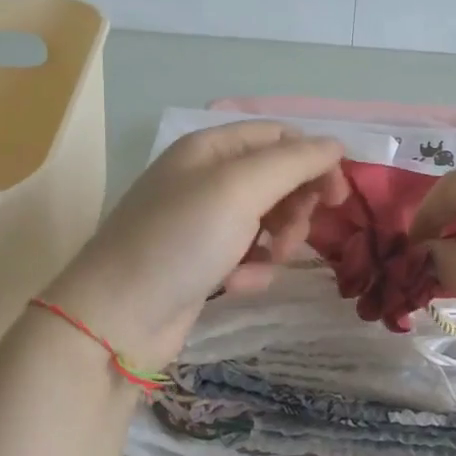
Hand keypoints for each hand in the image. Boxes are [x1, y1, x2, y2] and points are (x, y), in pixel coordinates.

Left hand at [43, 122, 348, 368]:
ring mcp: (203, 222)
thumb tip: (336, 145)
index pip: (280, 137)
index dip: (314, 160)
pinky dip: (252, 270)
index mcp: (210, 148)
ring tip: (264, 264)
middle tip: (294, 236)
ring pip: (269, 220)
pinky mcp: (203, 262)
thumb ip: (293, 163)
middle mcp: (206, 178)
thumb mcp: (239, 190)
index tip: (338, 198)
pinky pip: (249, 256)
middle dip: (295, 207)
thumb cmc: (179, 242)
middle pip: (278, 179)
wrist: (117, 319)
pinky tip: (235, 287)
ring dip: (277, 243)